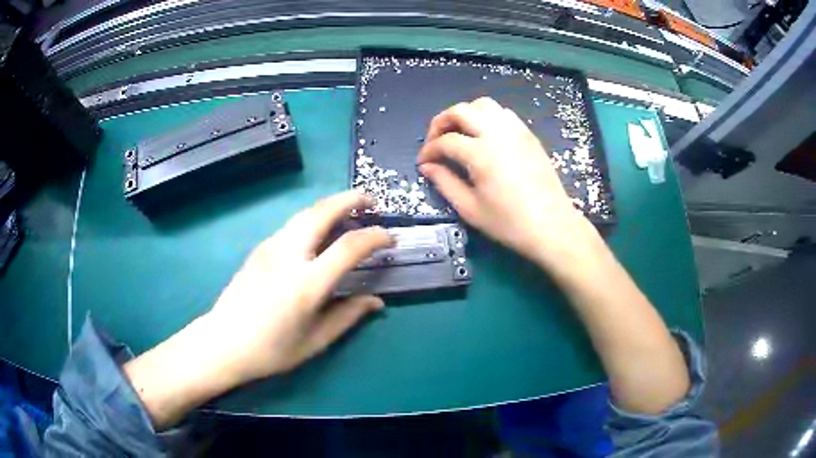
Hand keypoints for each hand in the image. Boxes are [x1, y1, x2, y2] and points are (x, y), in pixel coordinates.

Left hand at [207, 191, 393, 381]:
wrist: (223, 342)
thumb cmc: (271, 350)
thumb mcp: (316, 341)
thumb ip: (349, 315)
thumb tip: (376, 301)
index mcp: (306, 284)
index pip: (349, 247)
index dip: (375, 237)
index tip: (389, 237)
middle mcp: (288, 256)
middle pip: (322, 211)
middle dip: (351, 199)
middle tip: (370, 202)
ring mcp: (270, 247)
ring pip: (305, 213)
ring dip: (330, 206)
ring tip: (348, 212)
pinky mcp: (259, 248)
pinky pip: (292, 225)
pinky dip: (313, 219)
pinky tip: (318, 234)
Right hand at [417, 97, 601, 273]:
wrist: (552, 226)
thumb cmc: (510, 223)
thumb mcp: (470, 209)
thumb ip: (445, 183)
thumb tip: (427, 167)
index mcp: (480, 153)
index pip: (445, 141)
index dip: (429, 151)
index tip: (423, 163)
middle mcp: (497, 133)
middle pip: (461, 111)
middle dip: (441, 122)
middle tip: (435, 141)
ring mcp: (516, 130)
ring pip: (483, 105)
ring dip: (465, 114)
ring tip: (459, 134)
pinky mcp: (528, 134)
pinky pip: (503, 113)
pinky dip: (487, 117)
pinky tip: (485, 136)